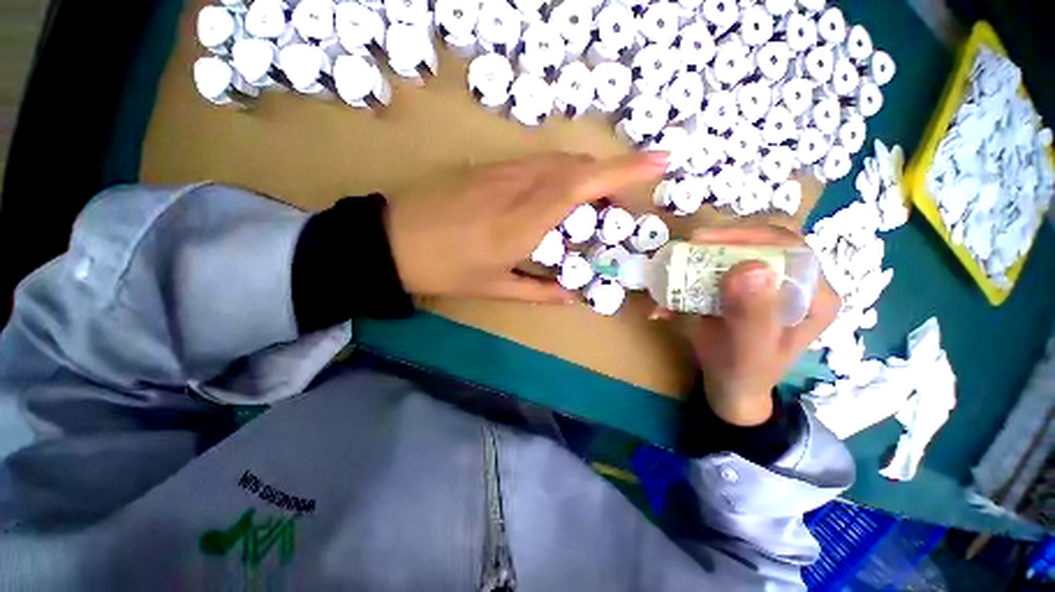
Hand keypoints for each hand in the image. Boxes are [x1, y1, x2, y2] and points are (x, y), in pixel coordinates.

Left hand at [385, 152, 667, 301]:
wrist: (393, 240)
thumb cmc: (446, 269)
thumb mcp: (495, 287)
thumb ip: (539, 291)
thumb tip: (572, 296)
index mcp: (524, 220)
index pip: (582, 183)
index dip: (624, 169)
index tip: (659, 161)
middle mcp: (519, 187)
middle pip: (575, 167)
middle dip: (609, 176)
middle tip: (620, 203)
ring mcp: (502, 172)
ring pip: (556, 162)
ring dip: (583, 176)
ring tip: (593, 202)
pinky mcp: (489, 168)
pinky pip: (535, 164)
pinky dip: (558, 175)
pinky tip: (555, 196)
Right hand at [659, 225, 840, 425]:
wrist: (729, 386)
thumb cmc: (745, 373)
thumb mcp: (751, 349)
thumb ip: (753, 314)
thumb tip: (749, 267)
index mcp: (814, 296)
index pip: (789, 247)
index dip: (749, 236)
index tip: (707, 241)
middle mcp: (794, 284)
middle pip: (759, 245)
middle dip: (720, 244)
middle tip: (687, 248)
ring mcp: (764, 285)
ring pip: (735, 254)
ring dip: (699, 260)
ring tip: (673, 269)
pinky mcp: (739, 289)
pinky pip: (716, 272)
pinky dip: (688, 279)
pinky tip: (669, 298)